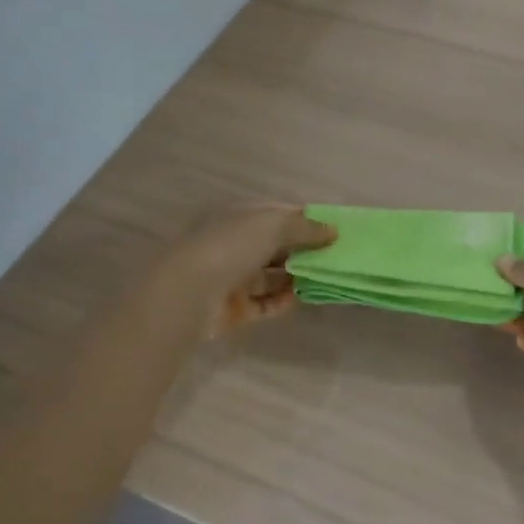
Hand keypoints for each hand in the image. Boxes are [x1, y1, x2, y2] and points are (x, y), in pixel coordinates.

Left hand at [167, 203, 336, 336]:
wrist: (188, 292)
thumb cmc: (232, 246)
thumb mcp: (274, 225)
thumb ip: (306, 227)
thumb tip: (333, 230)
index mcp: (240, 217)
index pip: (278, 215)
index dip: (305, 221)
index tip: (333, 230)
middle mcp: (235, 244)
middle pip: (276, 246)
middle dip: (304, 251)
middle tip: (334, 257)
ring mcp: (232, 277)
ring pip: (272, 276)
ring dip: (296, 277)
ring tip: (323, 279)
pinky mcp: (233, 308)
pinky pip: (264, 304)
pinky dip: (282, 301)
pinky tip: (299, 298)